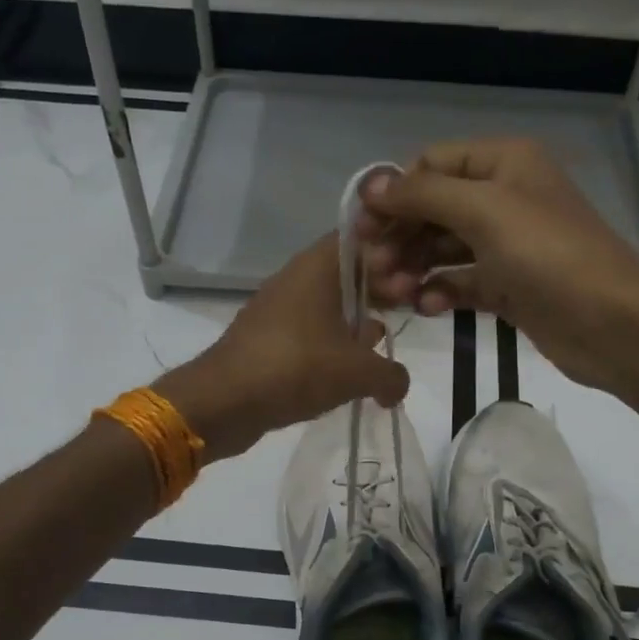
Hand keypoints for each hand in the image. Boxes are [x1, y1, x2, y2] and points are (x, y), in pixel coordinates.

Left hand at [154, 234, 409, 460]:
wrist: (223, 401)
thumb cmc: (296, 368)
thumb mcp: (359, 373)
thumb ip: (392, 375)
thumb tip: (398, 386)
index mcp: (319, 266)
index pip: (363, 238)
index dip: (394, 253)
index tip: (416, 278)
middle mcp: (297, 278)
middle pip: (348, 272)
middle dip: (379, 289)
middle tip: (408, 311)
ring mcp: (279, 308)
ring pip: (329, 304)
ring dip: (356, 321)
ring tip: (382, 346)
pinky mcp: (268, 338)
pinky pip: (311, 331)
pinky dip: (332, 344)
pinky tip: (348, 372)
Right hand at [357, 138, 638, 389]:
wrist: (611, 322)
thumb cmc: (546, 254)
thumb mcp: (482, 210)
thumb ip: (423, 195)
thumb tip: (370, 186)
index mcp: (503, 163)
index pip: (432, 165)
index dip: (395, 193)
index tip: (363, 229)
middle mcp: (503, 197)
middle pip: (433, 208)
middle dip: (400, 236)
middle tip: (372, 269)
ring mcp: (506, 245)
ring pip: (443, 248)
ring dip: (414, 268)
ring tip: (394, 295)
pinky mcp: (508, 287)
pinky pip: (461, 282)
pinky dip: (441, 292)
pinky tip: (427, 307)